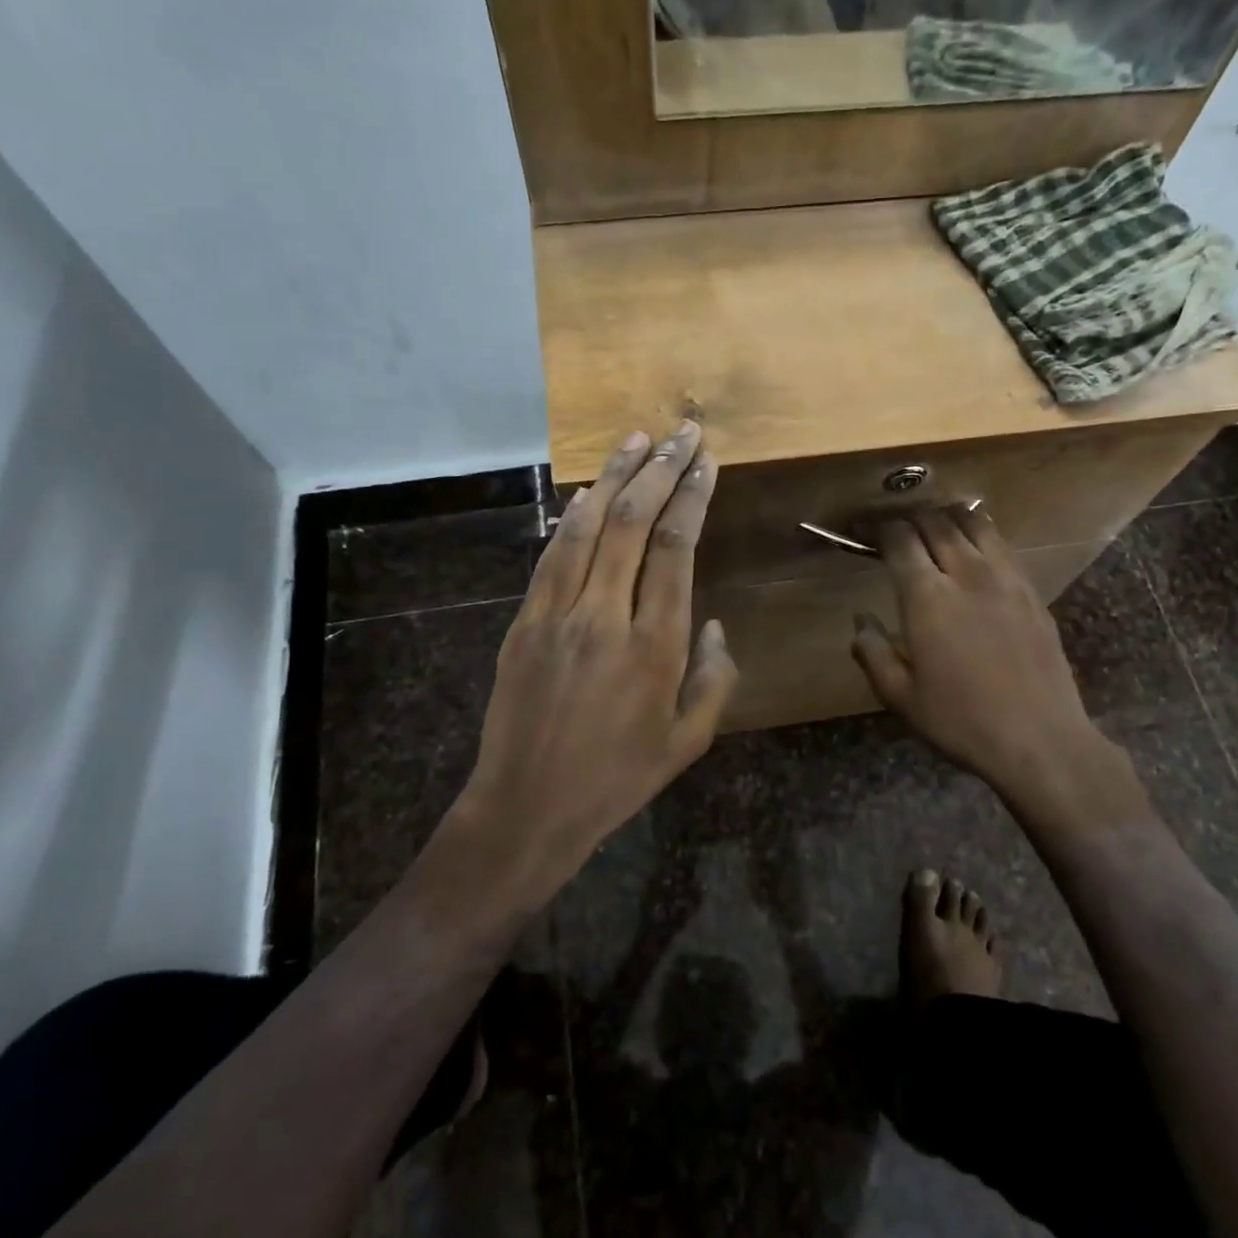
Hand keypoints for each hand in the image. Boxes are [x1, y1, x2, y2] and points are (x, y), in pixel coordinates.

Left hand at [447, 423, 737, 907]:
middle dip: (661, 470)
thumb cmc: (618, 779)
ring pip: (588, 527)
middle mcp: (606, 617)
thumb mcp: (688, 742)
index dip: (692, 497)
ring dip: (614, 478)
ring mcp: (558, 615)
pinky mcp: (524, 622)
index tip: (705, 461)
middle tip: (681, 431)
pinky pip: (551, 555)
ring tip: (636, 438)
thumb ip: (714, 679)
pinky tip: (587, 493)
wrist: (529, 806)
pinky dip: (571, 517)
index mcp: (655, 647)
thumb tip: (712, 625)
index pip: (677, 550)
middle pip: (635, 524)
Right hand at [850, 506, 1107, 800]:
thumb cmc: (960, 720)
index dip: (879, 528)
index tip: (865, 530)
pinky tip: (975, 552)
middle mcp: (967, 573)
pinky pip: (1003, 545)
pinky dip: (981, 536)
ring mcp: (1006, 578)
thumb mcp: (900, 696)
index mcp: (927, 597)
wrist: (1039, 739)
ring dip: (948, 518)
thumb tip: (860, 620)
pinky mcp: (1032, 591)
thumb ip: (872, 651)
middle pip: (936, 522)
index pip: (900, 539)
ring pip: (975, 523)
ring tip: (934, 528)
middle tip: (897, 530)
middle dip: (911, 517)